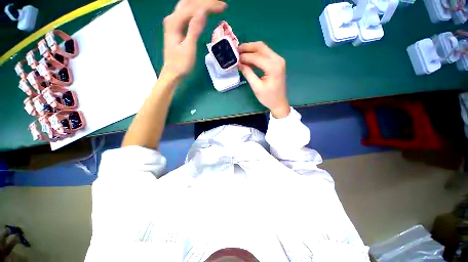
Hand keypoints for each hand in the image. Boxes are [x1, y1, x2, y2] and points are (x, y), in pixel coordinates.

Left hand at [161, 0, 226, 79]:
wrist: (173, 73)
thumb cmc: (181, 64)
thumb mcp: (189, 48)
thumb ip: (194, 29)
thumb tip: (203, 12)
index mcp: (174, 22)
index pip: (193, 7)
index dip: (209, 5)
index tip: (224, 7)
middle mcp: (173, 18)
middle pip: (190, 2)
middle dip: (206, 1)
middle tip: (222, 4)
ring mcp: (174, 22)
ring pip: (189, 6)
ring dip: (202, 4)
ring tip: (215, 5)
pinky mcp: (177, 28)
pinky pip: (188, 14)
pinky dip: (198, 11)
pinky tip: (205, 12)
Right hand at [238, 42, 290, 117]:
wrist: (279, 103)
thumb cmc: (268, 97)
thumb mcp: (256, 87)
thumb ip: (248, 73)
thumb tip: (239, 63)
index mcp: (273, 67)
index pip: (256, 57)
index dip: (244, 56)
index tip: (235, 57)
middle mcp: (277, 59)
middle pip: (261, 47)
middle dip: (248, 47)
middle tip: (236, 50)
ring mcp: (278, 60)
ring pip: (263, 49)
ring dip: (251, 49)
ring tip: (240, 53)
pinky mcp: (277, 63)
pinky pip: (266, 54)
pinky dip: (256, 54)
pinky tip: (248, 58)